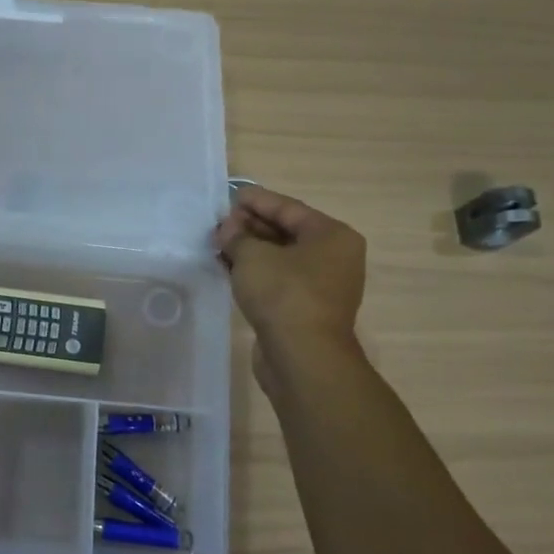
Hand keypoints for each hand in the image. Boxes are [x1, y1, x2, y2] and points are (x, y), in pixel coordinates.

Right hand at [212, 186, 365, 393]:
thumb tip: (229, 229)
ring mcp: (322, 285)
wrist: (302, 356)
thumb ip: (237, 236)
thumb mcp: (252, 256)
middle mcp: (334, 257)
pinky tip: (230, 269)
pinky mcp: (306, 309)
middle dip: (251, 226)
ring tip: (220, 245)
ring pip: (281, 258)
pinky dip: (256, 272)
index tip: (230, 196)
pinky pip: (279, 280)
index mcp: (332, 236)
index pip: (289, 208)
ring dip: (251, 250)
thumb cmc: (284, 294)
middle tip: (220, 224)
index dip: (257, 201)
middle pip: (286, 232)